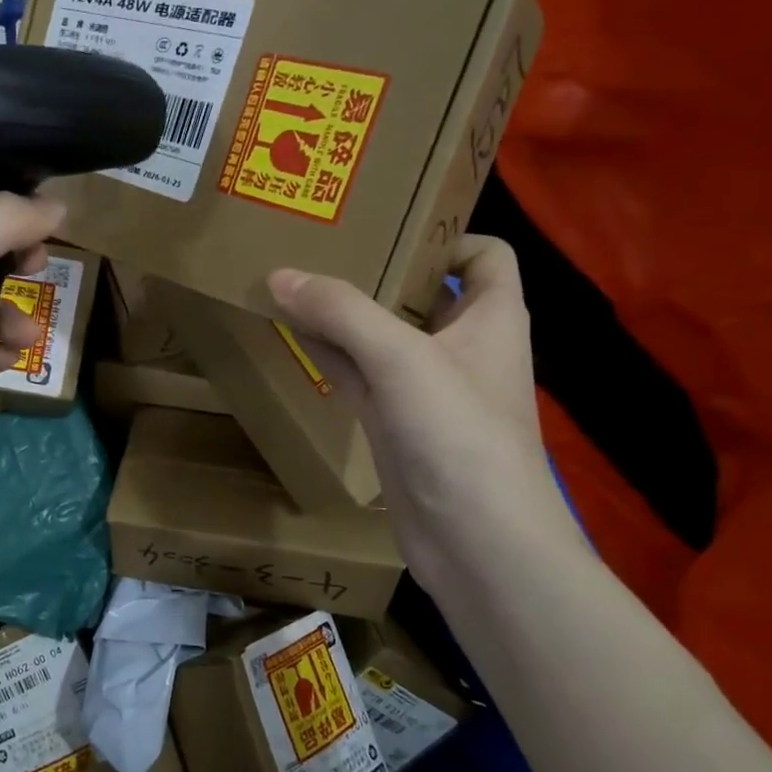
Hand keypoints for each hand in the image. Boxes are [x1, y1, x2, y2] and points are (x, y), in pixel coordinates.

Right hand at [269, 237, 583, 587]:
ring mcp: (424, 390)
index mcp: (491, 319)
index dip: (445, 236)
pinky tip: (292, 338)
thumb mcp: (401, 359)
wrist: (475, 543)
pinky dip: (329, 356)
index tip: (386, 228)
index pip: (484, 256)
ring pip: (381, 337)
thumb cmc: (458, 435)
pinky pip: (358, 376)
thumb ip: (341, 312)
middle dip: (376, 271)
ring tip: (293, 283)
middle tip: (320, 247)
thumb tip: (280, 274)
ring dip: (344, 315)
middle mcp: (461, 348)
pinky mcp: (394, 425)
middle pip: (422, 293)